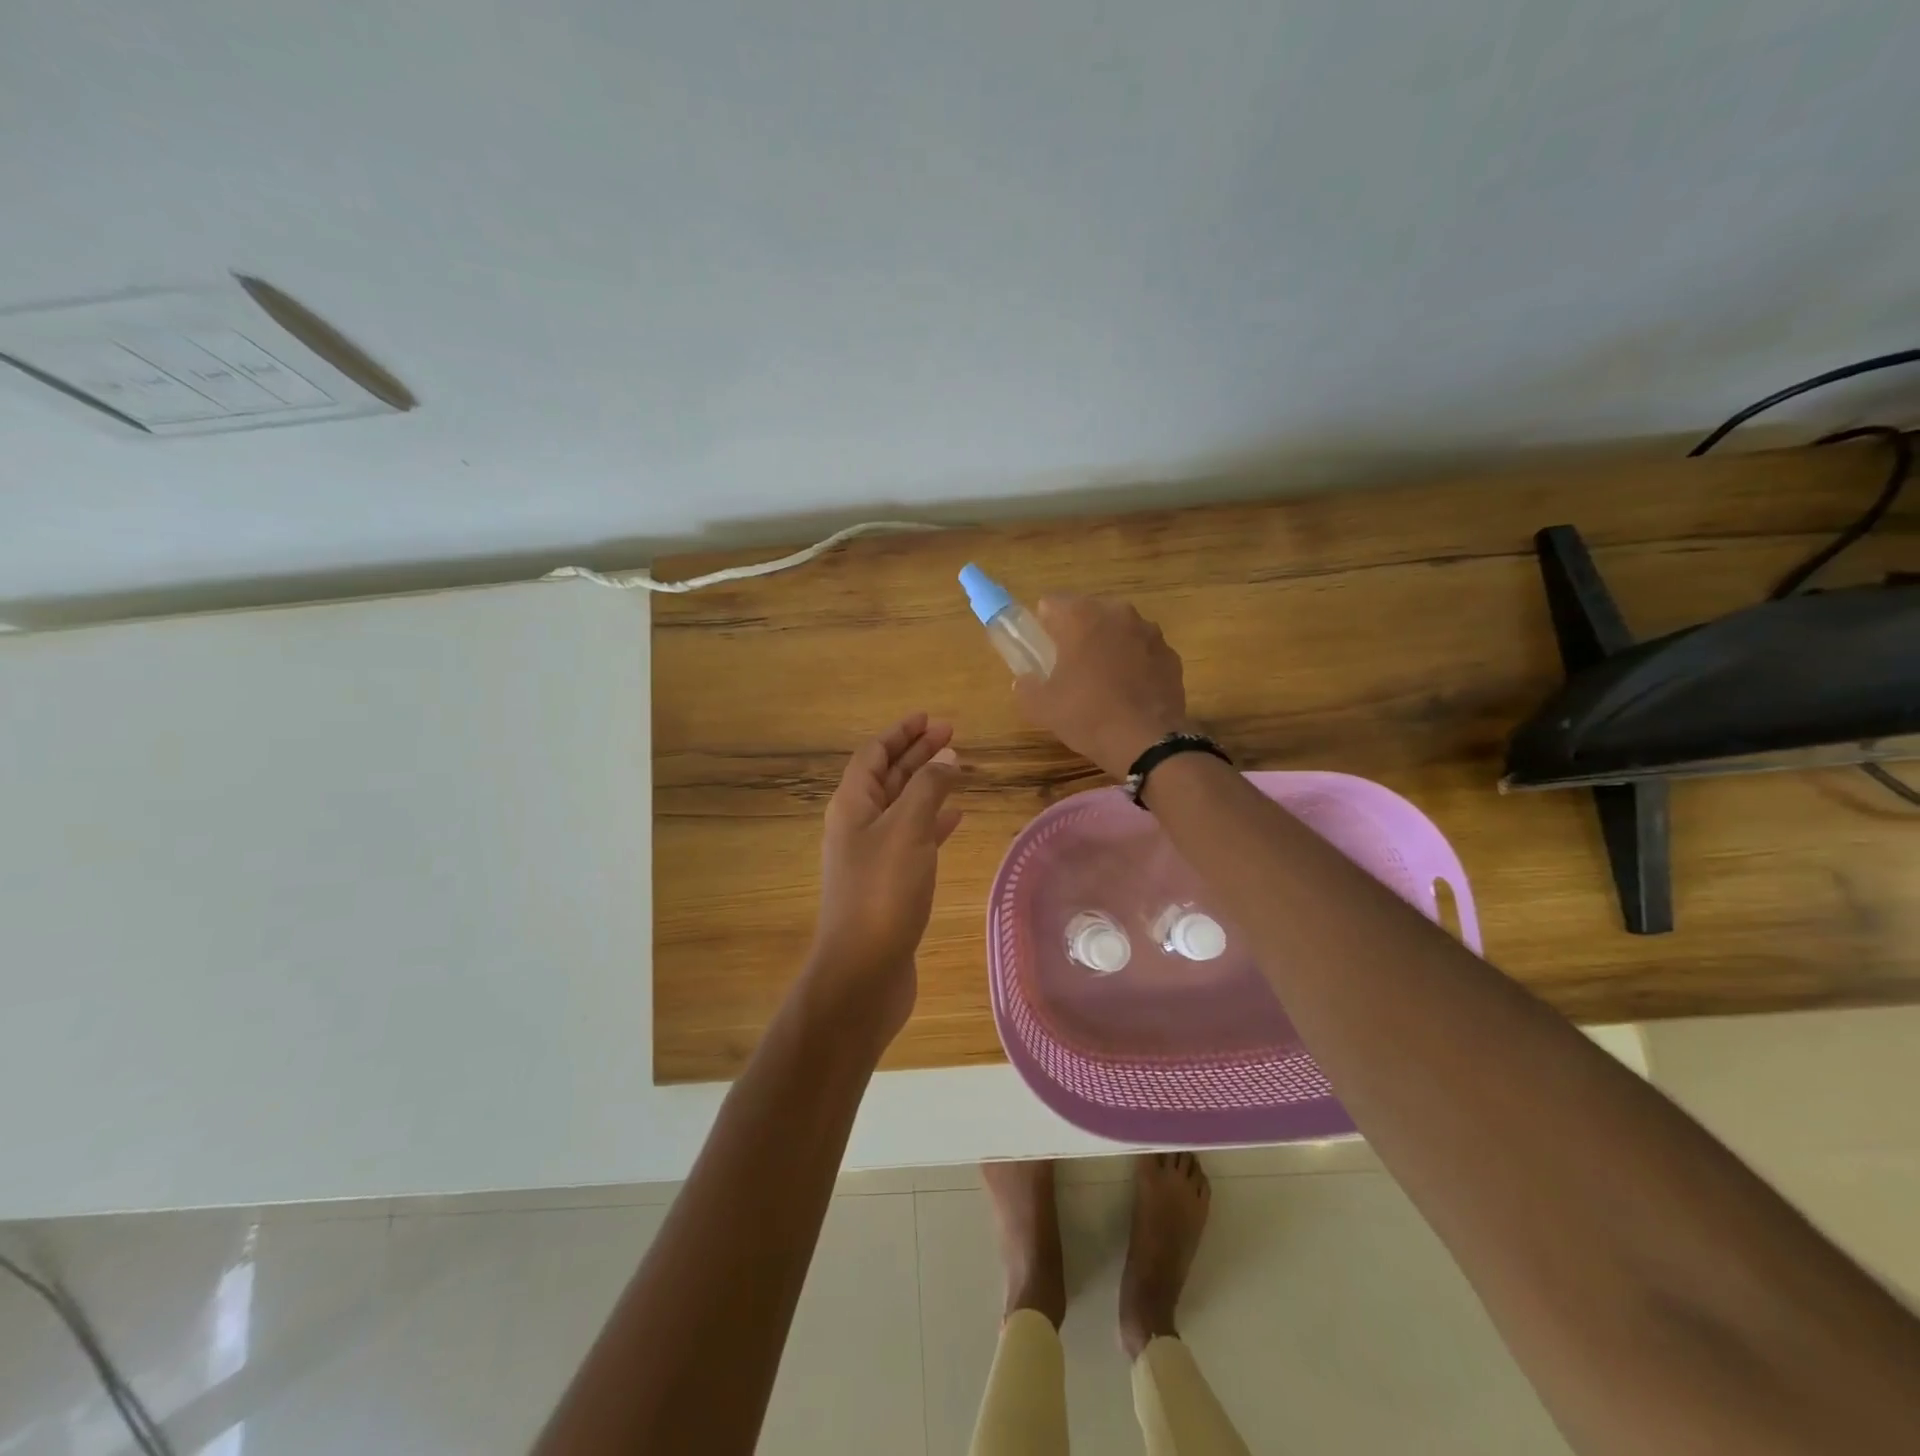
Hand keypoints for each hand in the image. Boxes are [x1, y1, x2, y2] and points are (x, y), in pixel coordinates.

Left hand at [808, 712, 962, 1043]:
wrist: (863, 971)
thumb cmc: (883, 893)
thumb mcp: (907, 830)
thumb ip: (927, 788)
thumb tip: (945, 757)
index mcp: (852, 805)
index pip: (874, 754)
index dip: (901, 733)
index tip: (930, 718)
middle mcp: (857, 825)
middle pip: (887, 776)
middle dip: (917, 753)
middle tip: (952, 734)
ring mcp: (872, 856)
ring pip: (902, 806)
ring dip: (927, 784)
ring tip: (959, 769)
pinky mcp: (889, 883)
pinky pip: (913, 838)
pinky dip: (933, 822)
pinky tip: (956, 817)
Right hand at [1014, 596, 1193, 778]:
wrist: (1146, 742)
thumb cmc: (1087, 715)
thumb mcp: (1042, 707)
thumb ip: (1027, 687)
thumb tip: (1025, 681)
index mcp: (1081, 617)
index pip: (1052, 603)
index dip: (1044, 625)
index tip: (1043, 650)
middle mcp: (1118, 614)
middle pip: (1089, 612)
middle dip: (1079, 632)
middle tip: (1070, 667)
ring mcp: (1150, 632)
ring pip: (1119, 630)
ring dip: (1109, 645)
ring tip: (1103, 681)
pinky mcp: (1171, 655)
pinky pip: (1143, 651)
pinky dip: (1135, 663)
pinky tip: (1129, 692)